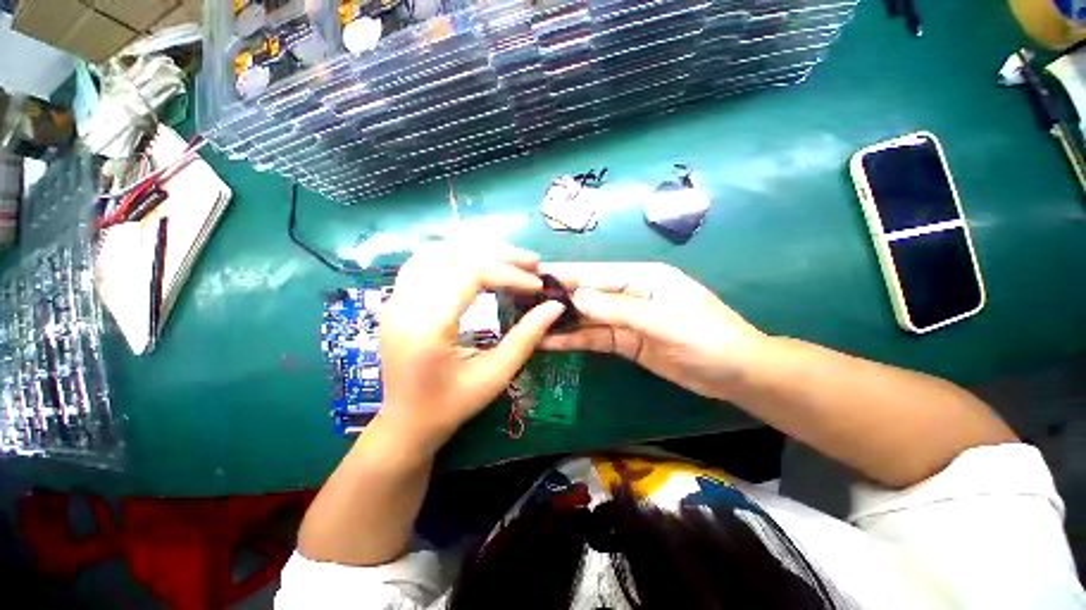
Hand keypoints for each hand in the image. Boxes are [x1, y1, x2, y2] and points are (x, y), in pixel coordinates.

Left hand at [376, 242, 564, 452]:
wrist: (407, 422)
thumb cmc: (452, 405)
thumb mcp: (495, 375)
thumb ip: (526, 337)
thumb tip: (555, 306)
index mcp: (428, 326)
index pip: (472, 273)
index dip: (510, 273)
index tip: (537, 284)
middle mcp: (405, 305)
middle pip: (453, 252)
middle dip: (496, 252)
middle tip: (529, 261)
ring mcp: (395, 300)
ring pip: (435, 250)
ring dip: (474, 248)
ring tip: (507, 259)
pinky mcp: (397, 301)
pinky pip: (424, 262)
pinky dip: (455, 256)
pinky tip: (477, 264)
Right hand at [538, 263, 766, 400]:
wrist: (734, 373)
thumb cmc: (707, 338)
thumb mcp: (662, 321)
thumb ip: (618, 309)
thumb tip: (577, 298)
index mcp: (641, 277)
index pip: (595, 274)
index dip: (564, 275)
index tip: (532, 276)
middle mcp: (629, 293)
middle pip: (586, 294)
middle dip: (556, 298)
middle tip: (521, 302)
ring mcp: (625, 319)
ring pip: (587, 317)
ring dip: (561, 321)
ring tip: (528, 324)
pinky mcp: (625, 341)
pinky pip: (595, 337)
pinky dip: (574, 340)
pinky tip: (551, 342)